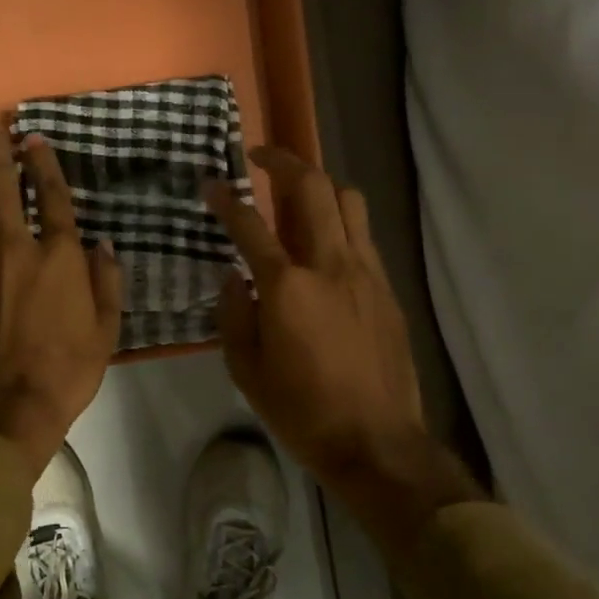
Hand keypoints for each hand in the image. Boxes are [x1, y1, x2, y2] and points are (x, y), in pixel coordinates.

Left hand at [0, 129, 122, 473]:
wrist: (3, 407)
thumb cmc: (65, 371)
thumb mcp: (106, 331)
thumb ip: (106, 283)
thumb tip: (102, 246)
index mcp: (58, 259)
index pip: (51, 198)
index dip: (44, 165)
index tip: (36, 140)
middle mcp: (15, 250)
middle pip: (1, 188)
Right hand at [205, 148, 446, 519]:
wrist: (376, 441)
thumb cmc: (301, 410)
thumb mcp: (246, 370)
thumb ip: (233, 314)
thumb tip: (232, 277)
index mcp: (287, 287)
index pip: (250, 226)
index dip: (226, 199)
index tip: (211, 183)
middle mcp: (330, 265)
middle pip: (313, 189)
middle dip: (284, 161)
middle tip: (261, 156)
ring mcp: (365, 273)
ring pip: (349, 202)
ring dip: (320, 186)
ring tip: (298, 194)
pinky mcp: (387, 289)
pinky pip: (363, 237)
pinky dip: (341, 223)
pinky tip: (325, 246)